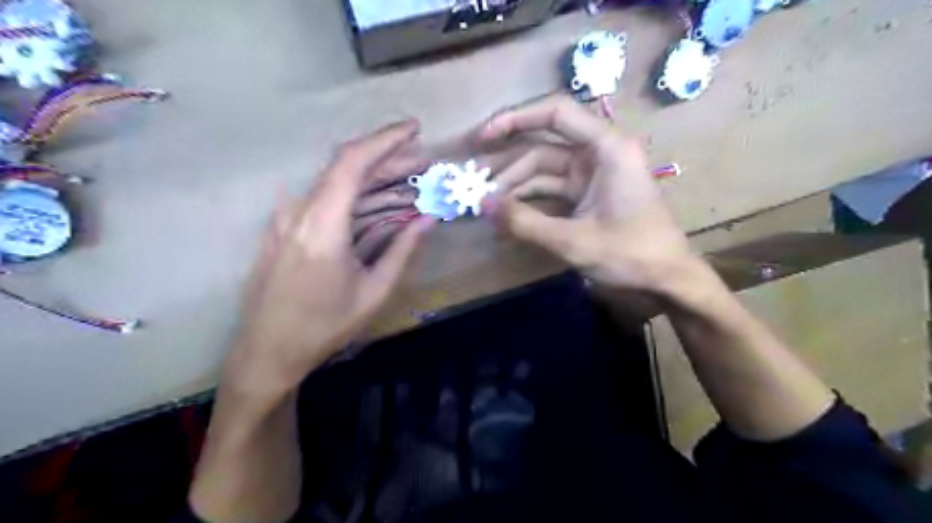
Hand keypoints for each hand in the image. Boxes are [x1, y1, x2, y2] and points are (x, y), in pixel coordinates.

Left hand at [230, 121, 440, 396]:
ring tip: (412, 187)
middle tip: (425, 167)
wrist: (267, 351)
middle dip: (390, 162)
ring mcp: (289, 219)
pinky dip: (357, 200)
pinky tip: (381, 208)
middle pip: (348, 170)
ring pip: (339, 186)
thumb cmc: (324, 327)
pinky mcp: (286, 229)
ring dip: (376, 184)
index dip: (385, 140)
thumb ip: (403, 250)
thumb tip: (430, 219)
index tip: (415, 131)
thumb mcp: (374, 292)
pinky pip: (327, 203)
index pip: (353, 162)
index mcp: (322, 225)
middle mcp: (301, 212)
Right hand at [480, 97, 690, 294]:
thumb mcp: (573, 241)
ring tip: (486, 204)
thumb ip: (525, 222)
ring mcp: (594, 174)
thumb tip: (482, 205)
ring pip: (544, 170)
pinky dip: (531, 200)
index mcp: (607, 148)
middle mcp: (599, 153)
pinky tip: (508, 213)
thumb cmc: (631, 254)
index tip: (483, 138)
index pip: (555, 114)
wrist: (667, 280)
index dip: (515, 120)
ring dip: (516, 186)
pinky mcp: (589, 194)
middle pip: (543, 146)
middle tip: (475, 182)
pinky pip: (553, 189)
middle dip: (508, 165)